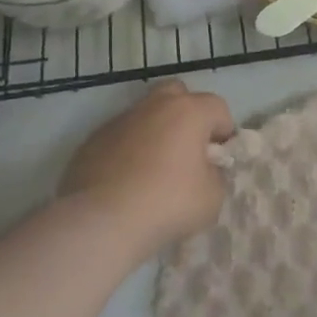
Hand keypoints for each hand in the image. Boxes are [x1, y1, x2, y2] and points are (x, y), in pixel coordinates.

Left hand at [61, 81, 235, 249]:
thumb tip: (203, 169)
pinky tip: (127, 180)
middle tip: (188, 149)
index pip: (218, 108)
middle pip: (177, 94)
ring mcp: (118, 121)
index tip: (220, 159)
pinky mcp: (92, 141)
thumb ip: (214, 174)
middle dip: (187, 115)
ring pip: (145, 115)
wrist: (101, 222)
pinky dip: (128, 151)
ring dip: (156, 133)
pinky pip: (120, 138)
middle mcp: (153, 106)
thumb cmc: (168, 203)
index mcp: (188, 111)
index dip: (224, 132)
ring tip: (155, 169)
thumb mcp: (213, 196)